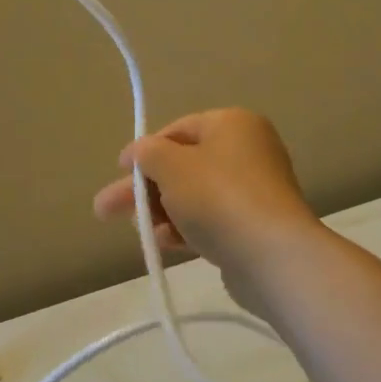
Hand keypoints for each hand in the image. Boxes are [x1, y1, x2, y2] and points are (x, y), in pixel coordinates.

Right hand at [92, 109, 320, 309]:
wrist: (273, 257)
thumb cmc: (217, 196)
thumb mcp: (170, 165)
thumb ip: (147, 153)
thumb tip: (139, 154)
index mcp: (232, 124)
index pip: (177, 130)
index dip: (143, 150)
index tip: (119, 171)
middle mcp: (248, 151)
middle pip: (182, 166)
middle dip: (144, 189)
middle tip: (107, 208)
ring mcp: (255, 191)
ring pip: (194, 196)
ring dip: (161, 211)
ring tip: (136, 231)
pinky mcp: (256, 227)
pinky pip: (212, 220)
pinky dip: (185, 228)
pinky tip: (163, 242)